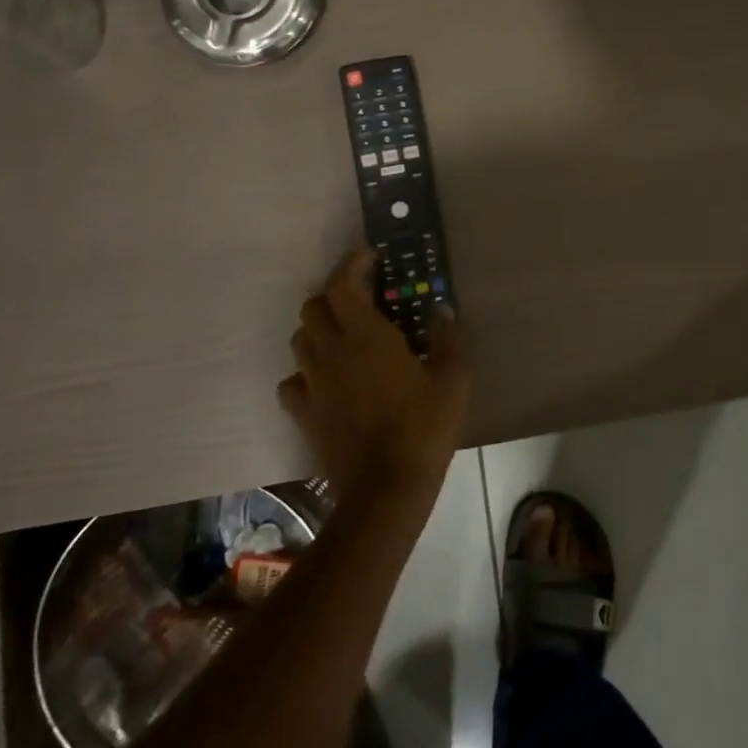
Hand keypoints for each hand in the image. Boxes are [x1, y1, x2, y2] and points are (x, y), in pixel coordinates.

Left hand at [280, 247, 469, 504]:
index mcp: (366, 335)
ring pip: (301, 339)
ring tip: (345, 338)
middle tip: (361, 300)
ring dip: (319, 329)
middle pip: (314, 305)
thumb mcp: (453, 380)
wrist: (386, 489)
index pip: (342, 283)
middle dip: (334, 294)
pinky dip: (306, 373)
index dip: (352, 263)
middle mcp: (331, 351)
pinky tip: (328, 381)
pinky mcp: (304, 413)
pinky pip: (293, 381)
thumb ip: (448, 338)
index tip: (370, 257)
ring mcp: (313, 383)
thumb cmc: (424, 428)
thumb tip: (440, 309)